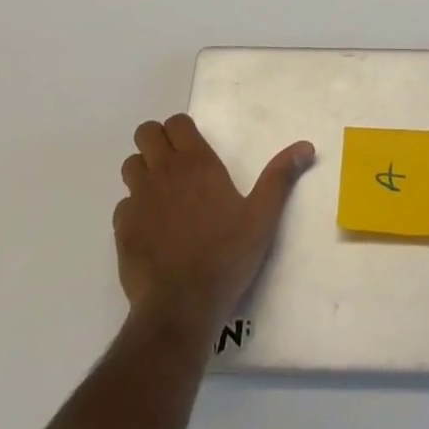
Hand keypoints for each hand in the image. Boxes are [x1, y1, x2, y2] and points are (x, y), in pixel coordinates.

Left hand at [115, 114, 314, 333]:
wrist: (181, 306)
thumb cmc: (226, 256)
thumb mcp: (262, 217)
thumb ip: (280, 177)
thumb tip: (305, 146)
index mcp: (197, 163)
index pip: (176, 123)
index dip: (181, 129)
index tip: (193, 146)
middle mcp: (164, 172)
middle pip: (146, 133)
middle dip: (156, 141)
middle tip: (174, 164)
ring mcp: (139, 199)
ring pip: (131, 165)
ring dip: (142, 171)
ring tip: (161, 193)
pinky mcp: (122, 228)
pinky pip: (123, 204)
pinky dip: (133, 209)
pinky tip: (150, 229)